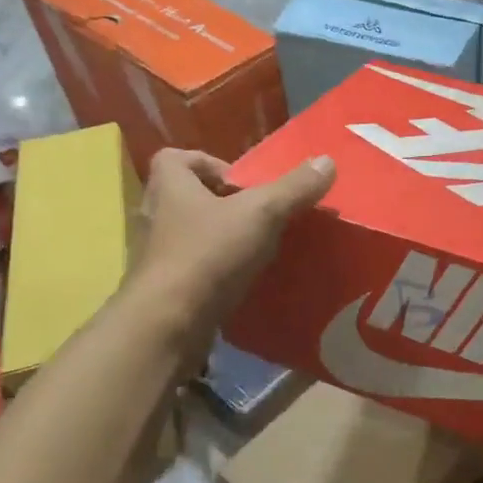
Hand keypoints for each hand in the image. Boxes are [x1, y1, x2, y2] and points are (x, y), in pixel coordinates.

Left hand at [132, 148, 334, 347]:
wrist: (169, 324)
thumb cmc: (209, 254)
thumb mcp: (261, 214)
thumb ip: (294, 188)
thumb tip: (327, 161)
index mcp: (169, 185)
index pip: (177, 157)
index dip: (210, 163)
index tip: (242, 184)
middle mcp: (155, 215)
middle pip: (187, 196)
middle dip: (222, 202)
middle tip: (257, 215)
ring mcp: (156, 254)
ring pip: (190, 233)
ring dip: (219, 237)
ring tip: (255, 248)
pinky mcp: (164, 287)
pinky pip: (192, 267)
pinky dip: (214, 269)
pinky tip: (243, 279)